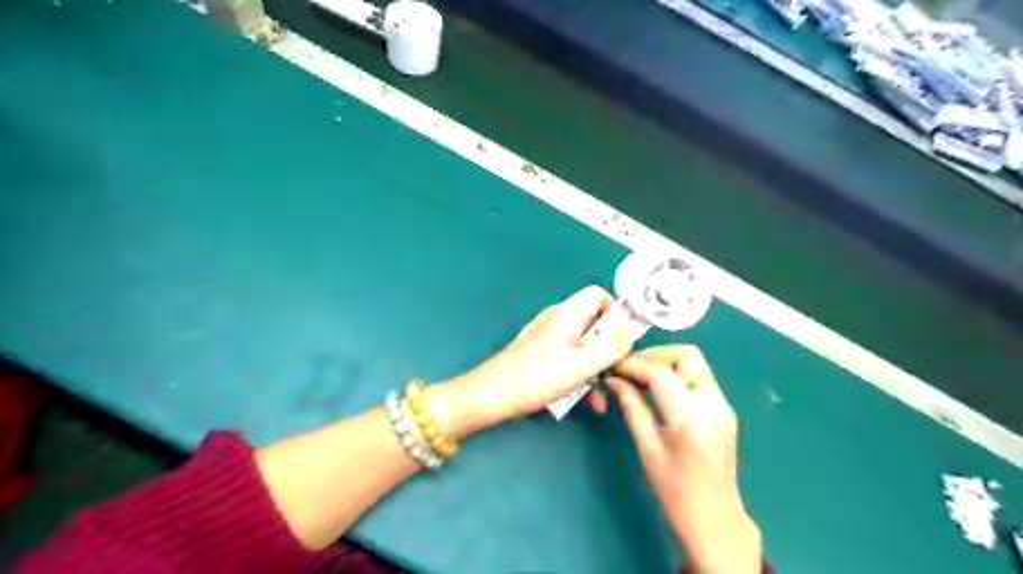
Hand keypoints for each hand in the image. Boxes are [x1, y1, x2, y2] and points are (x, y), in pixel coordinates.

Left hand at [429, 284, 636, 436]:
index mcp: (566, 314)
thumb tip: (630, 332)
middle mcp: (557, 320)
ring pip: (583, 345)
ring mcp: (548, 338)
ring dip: (598, 366)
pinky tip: (589, 400)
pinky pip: (570, 359)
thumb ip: (610, 348)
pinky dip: (582, 375)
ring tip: (607, 391)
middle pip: (593, 322)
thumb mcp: (581, 364)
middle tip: (619, 369)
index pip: (597, 295)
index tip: (625, 339)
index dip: (616, 312)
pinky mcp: (541, 356)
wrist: (493, 395)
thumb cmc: (536, 376)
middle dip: (610, 346)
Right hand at [600, 345, 756, 573]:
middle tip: (630, 367)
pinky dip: (678, 374)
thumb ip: (632, 407)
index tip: (613, 367)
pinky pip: (700, 378)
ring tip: (641, 376)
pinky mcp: (725, 409)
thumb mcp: (646, 448)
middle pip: (687, 355)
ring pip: (696, 363)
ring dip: (667, 362)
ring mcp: (723, 405)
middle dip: (655, 354)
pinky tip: (659, 389)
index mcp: (690, 419)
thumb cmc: (674, 491)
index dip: (633, 364)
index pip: (660, 373)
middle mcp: (713, 404)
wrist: (715, 519)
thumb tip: (614, 380)